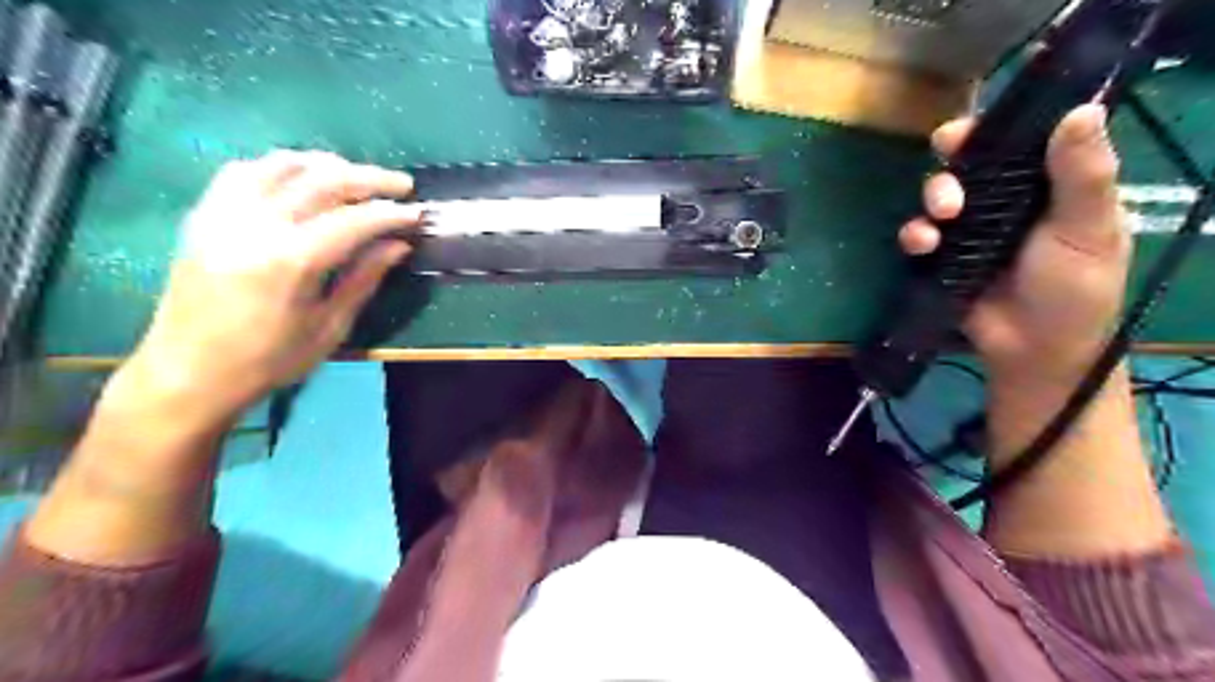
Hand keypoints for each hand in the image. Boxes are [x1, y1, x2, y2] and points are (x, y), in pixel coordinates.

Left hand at [121, 152, 419, 422]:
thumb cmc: (269, 360)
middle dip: (369, 178)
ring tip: (356, 176)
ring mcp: (223, 215)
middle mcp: (255, 226)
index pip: (353, 219)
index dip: (391, 213)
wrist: (188, 373)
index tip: (418, 213)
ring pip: (282, 165)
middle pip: (322, 180)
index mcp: (290, 261)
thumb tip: (398, 244)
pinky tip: (301, 178)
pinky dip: (280, 167)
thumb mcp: (329, 326)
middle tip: (401, 185)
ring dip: (327, 165)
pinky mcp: (204, 216)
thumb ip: (365, 278)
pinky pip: (244, 171)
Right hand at [899, 103, 1128, 386]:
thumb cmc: (1073, 289)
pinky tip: (922, 246)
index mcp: (1049, 186)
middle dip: (951, 171)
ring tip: (940, 220)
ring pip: (939, 197)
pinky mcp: (943, 257)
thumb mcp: (1088, 229)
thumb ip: (1083, 175)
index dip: (989, 132)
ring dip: (931, 200)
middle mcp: (1006, 201)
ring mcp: (971, 230)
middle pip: (968, 166)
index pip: (1018, 144)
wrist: (1033, 350)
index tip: (963, 133)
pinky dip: (915, 235)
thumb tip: (1083, 109)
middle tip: (951, 189)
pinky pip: (920, 235)